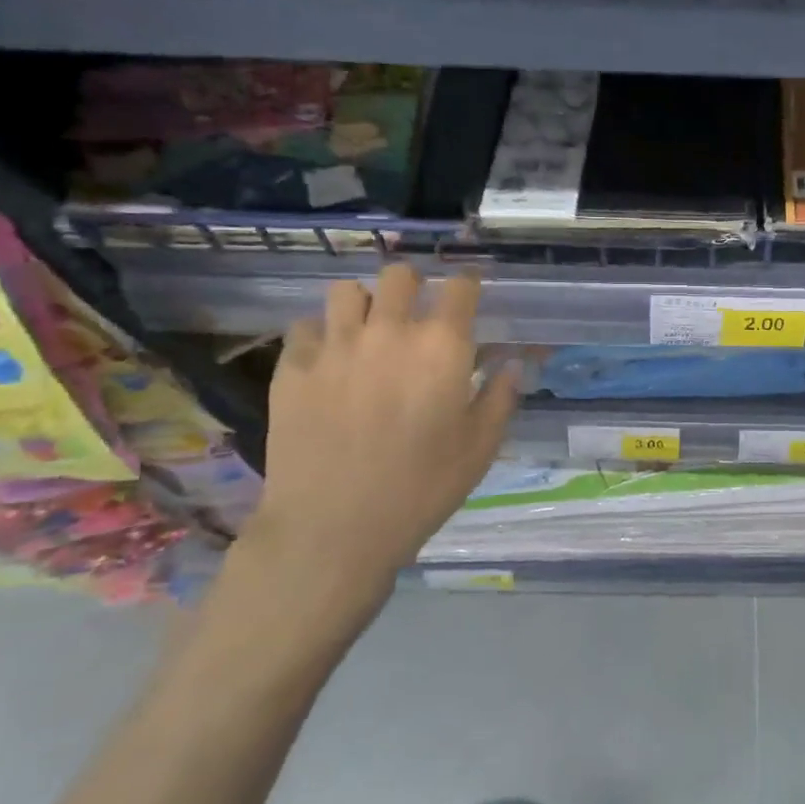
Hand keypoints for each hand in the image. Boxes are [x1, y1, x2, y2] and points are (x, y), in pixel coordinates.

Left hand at [224, 265, 517, 653]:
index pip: (460, 287)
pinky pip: (305, 327)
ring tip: (367, 331)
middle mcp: (389, 331)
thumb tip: (511, 363)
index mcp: (442, 347)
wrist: (333, 528)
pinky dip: (320, 336)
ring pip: (347, 290)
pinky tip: (328, 363)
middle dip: (414, 286)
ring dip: (363, 304)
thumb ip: (500, 397)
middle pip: (400, 275)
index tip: (469, 294)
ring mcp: (335, 345)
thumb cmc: (421, 489)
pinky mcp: (292, 367)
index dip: (468, 285)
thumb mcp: (480, 448)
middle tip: (416, 315)